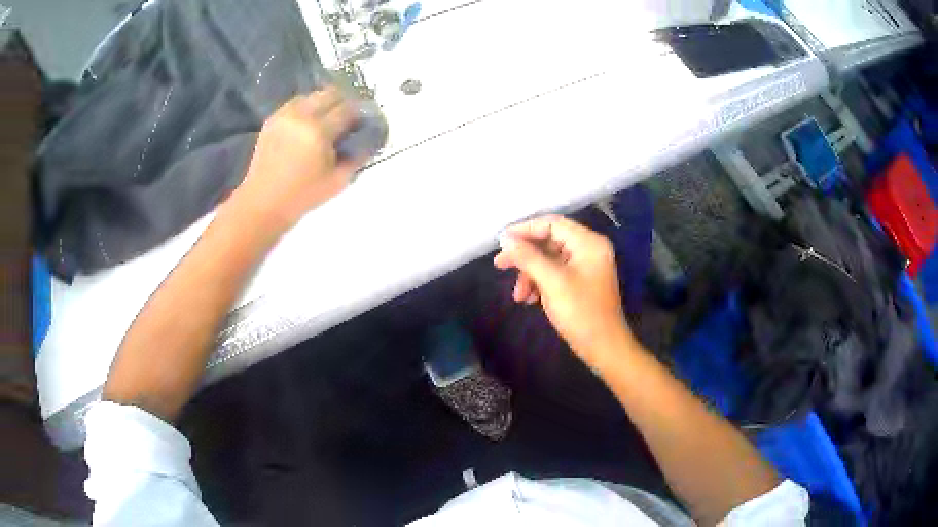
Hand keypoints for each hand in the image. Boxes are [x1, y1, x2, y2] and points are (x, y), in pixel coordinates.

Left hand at [229, 87, 363, 233]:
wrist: (263, 203)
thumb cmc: (302, 196)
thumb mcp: (338, 181)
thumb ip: (356, 157)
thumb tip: (368, 140)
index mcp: (319, 131)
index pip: (348, 109)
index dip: (360, 113)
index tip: (364, 121)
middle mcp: (301, 116)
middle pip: (330, 93)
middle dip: (343, 102)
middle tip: (348, 118)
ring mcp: (284, 116)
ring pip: (312, 95)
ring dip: (324, 103)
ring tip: (327, 119)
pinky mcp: (272, 120)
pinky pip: (295, 104)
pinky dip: (306, 108)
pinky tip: (309, 123)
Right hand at [494, 215, 633, 369]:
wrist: (603, 347)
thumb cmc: (580, 312)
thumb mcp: (552, 282)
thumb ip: (528, 257)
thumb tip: (506, 239)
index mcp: (588, 242)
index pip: (552, 224)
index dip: (524, 230)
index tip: (501, 242)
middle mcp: (589, 249)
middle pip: (549, 241)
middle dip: (525, 256)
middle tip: (500, 265)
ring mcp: (586, 266)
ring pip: (549, 259)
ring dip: (530, 274)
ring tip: (518, 296)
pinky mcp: (581, 282)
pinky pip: (555, 273)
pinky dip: (540, 283)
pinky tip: (529, 300)